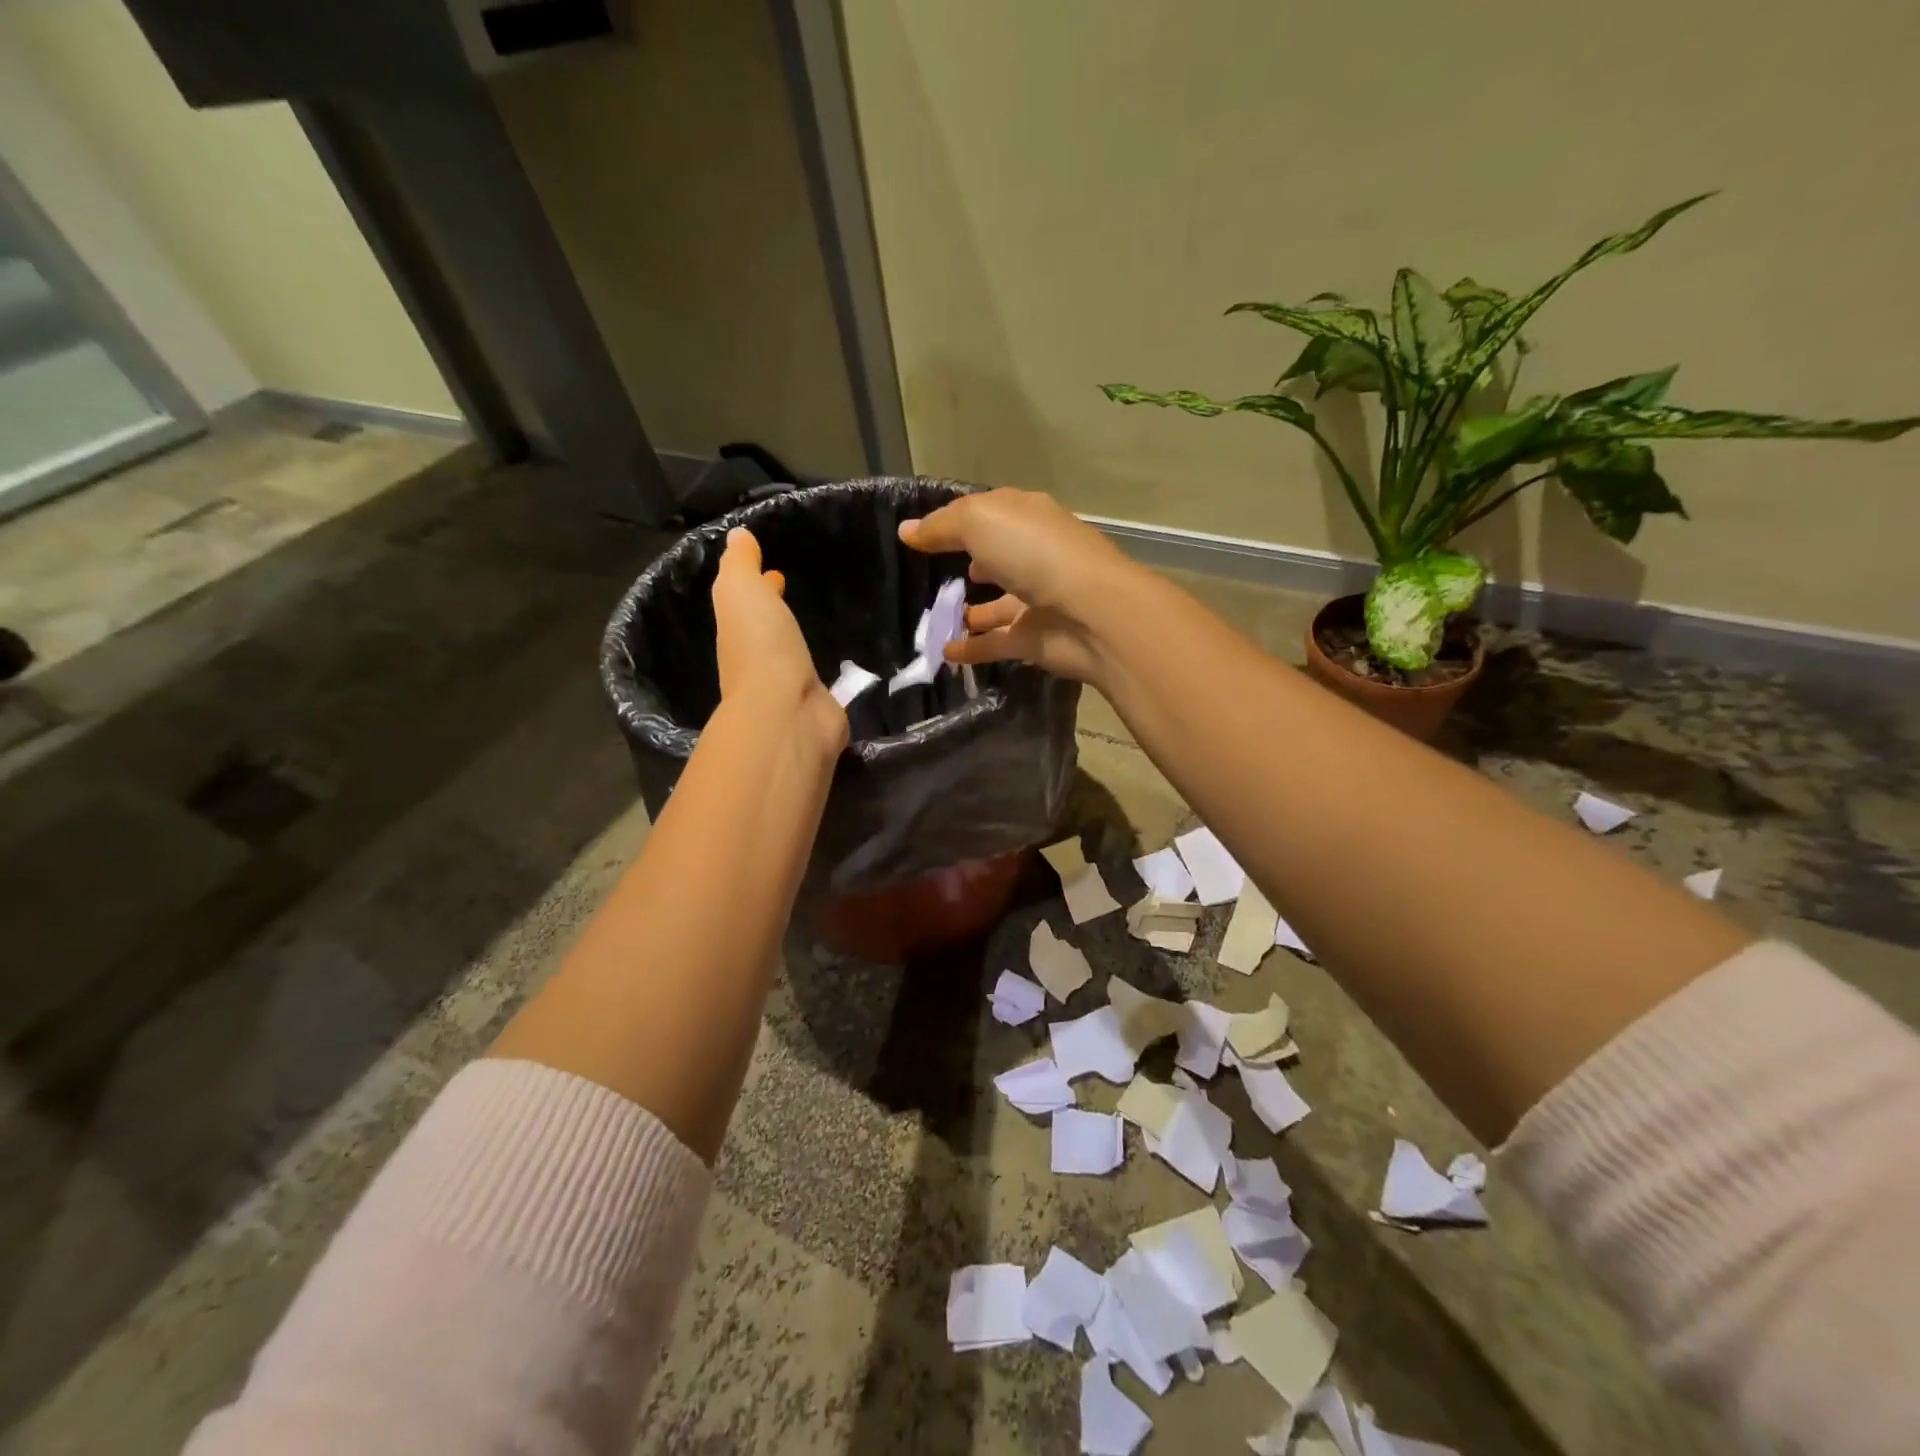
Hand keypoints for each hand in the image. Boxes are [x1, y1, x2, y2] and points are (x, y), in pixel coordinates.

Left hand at [711, 528, 846, 753]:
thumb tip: (736, 536)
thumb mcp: (741, 592)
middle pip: (766, 630)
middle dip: (773, 610)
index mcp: (738, 633)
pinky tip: (842, 667)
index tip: (775, 572)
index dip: (758, 585)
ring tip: (817, 625)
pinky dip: (825, 671)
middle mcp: (758, 663)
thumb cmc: (762, 647)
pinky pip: (820, 683)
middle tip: (790, 590)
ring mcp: (788, 689)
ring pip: (791, 656)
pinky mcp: (817, 709)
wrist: (788, 712)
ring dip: (796, 640)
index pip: (746, 603)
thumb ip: (740, 565)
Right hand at [897, 489, 1137, 683]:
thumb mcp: (979, 522)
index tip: (922, 534)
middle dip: (971, 563)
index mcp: (1026, 518)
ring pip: (997, 604)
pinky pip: (996, 643)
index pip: (988, 513)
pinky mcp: (1034, 640)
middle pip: (997, 558)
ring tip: (934, 618)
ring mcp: (1036, 600)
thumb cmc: (1034, 553)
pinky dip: (972, 647)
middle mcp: (1033, 556)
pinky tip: (944, 652)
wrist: (1089, 612)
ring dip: (971, 611)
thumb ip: (941, 527)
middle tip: (933, 574)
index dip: (956, 520)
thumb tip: (907, 530)